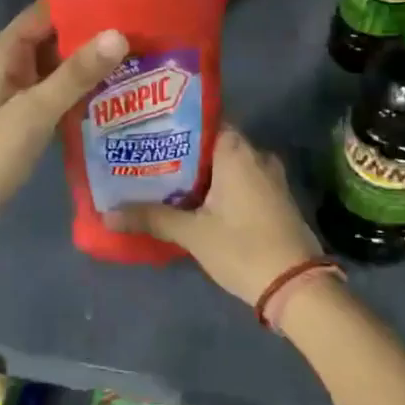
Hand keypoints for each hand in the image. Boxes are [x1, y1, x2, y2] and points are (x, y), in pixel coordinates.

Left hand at [0, 0, 124, 228]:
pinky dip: (85, 92)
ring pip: (62, 67)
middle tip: (150, 36)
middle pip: (59, 37)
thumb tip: (120, 33)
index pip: (51, 10)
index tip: (131, 2)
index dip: (88, 4)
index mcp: (6, 50)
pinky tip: (120, 96)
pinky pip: (60, 93)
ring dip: (95, 66)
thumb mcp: (34, 111)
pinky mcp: (26, 116)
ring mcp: (18, 90)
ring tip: (145, 60)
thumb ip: (76, 73)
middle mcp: (12, 62)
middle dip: (98, 36)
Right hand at [109, 127, 323, 304]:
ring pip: (226, 163)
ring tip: (160, 177)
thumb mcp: (193, 234)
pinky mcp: (274, 197)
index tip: (146, 129)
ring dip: (198, 171)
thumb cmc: (243, 248)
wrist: (297, 285)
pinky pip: (239, 179)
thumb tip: (106, 214)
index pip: (202, 120)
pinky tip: (192, 199)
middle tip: (145, 156)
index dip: (173, 123)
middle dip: (180, 151)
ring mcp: (269, 176)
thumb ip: (151, 218)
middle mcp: (256, 154)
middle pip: (211, 142)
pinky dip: (217, 185)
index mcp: (237, 150)